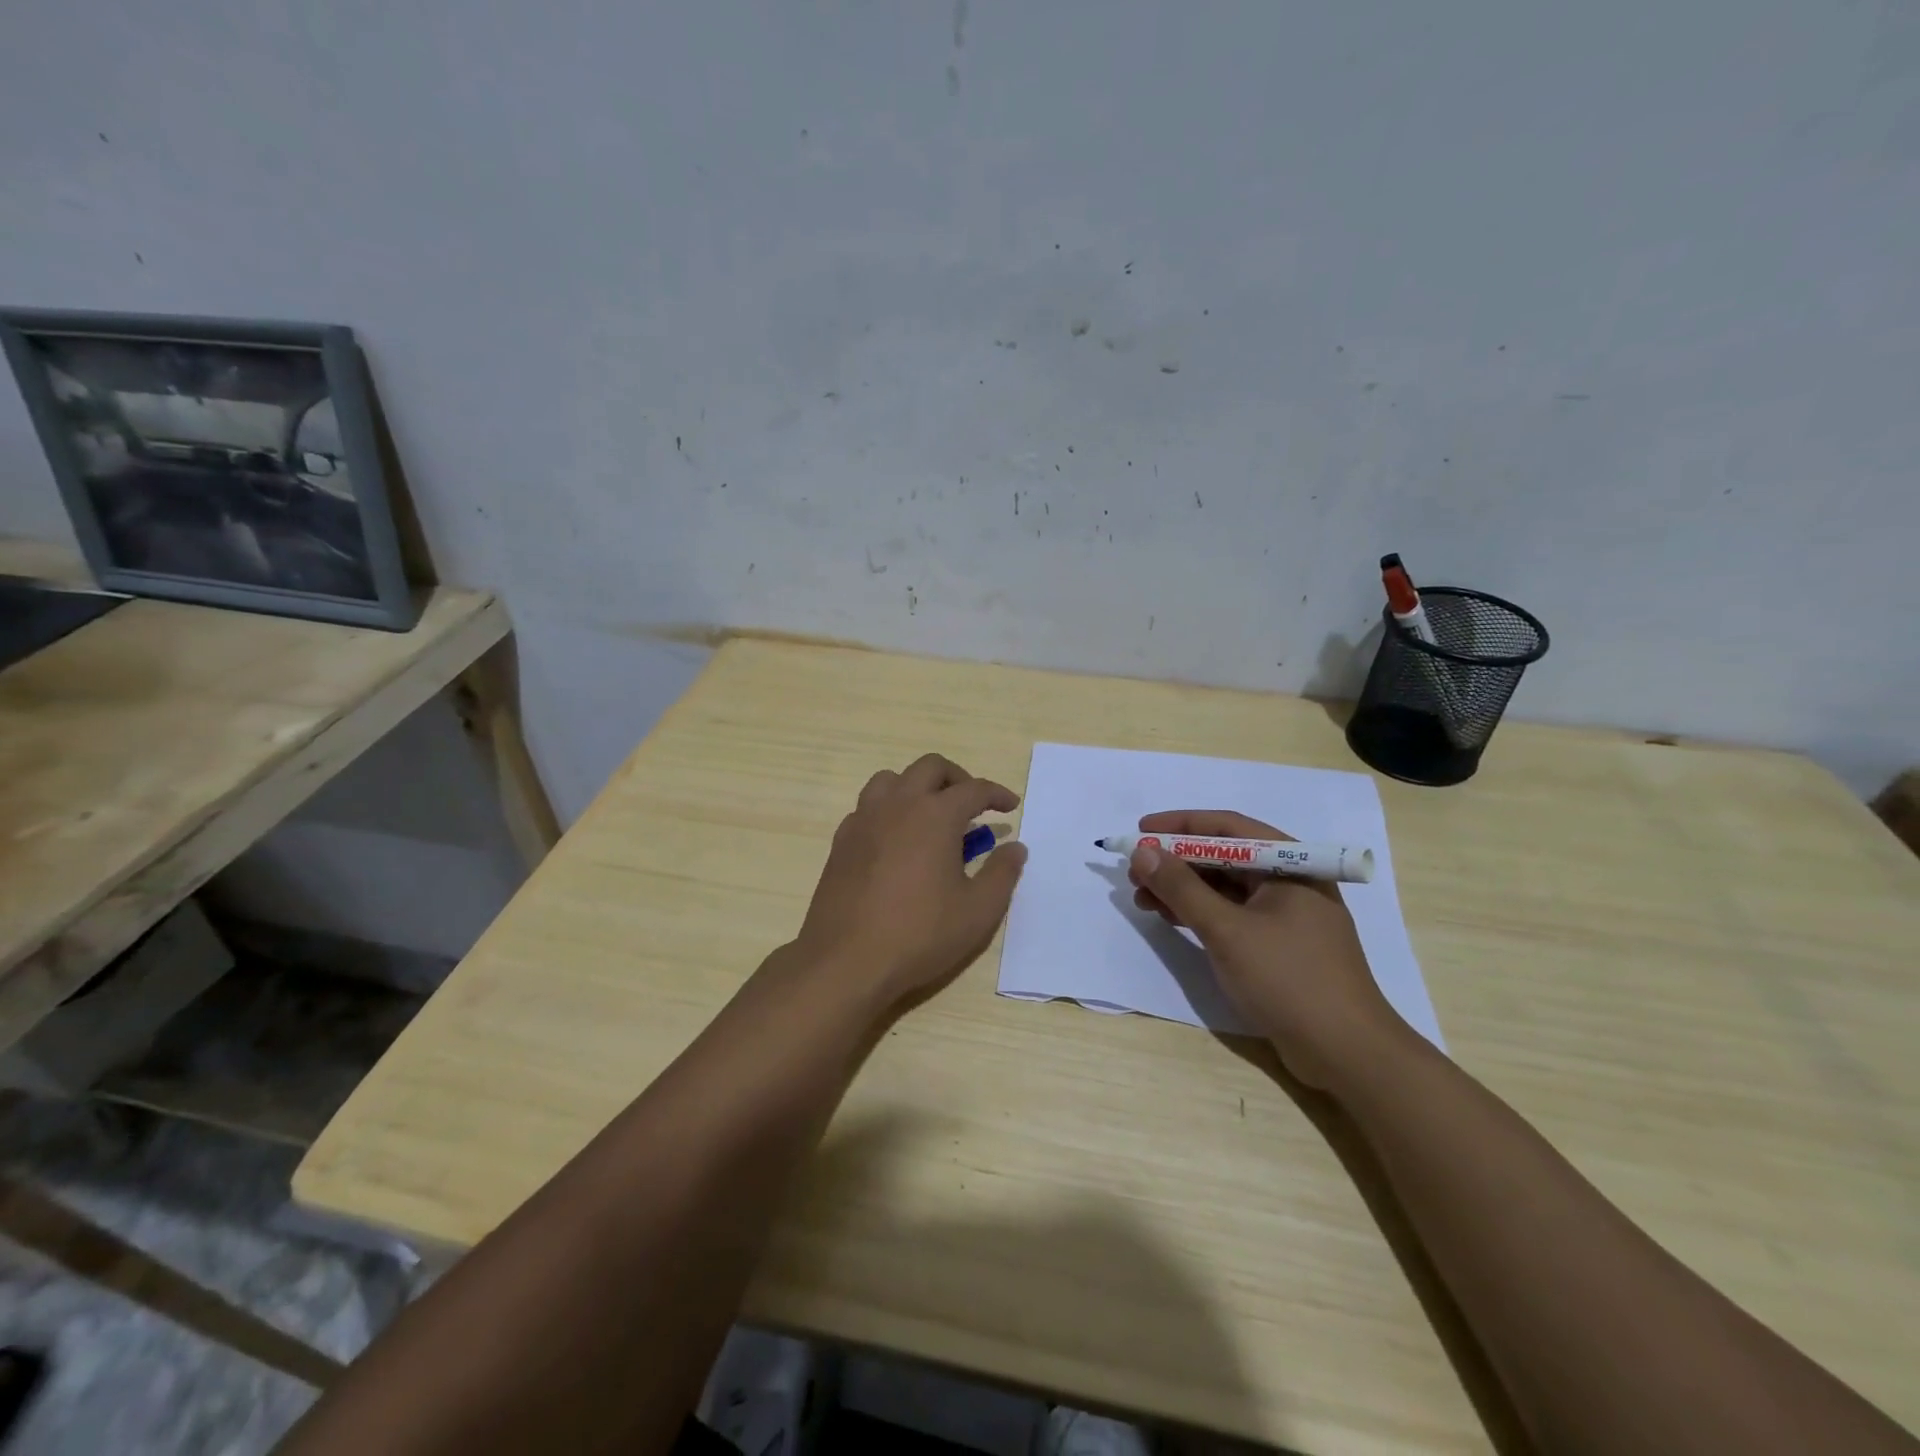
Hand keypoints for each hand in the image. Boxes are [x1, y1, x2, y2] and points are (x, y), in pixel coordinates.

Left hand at [792, 754, 1027, 1008]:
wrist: (846, 959)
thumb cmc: (919, 934)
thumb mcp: (978, 910)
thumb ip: (1002, 873)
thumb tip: (1015, 847)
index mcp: (935, 815)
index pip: (974, 789)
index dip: (997, 794)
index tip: (1010, 806)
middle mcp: (898, 805)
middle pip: (930, 768)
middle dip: (957, 778)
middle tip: (972, 805)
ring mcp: (865, 819)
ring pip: (892, 779)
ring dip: (917, 786)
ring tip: (931, 815)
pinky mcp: (842, 840)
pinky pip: (868, 806)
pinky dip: (888, 809)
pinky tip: (896, 839)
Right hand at [1127, 810, 1401, 1087]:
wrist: (1347, 1054)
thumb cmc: (1289, 979)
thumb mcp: (1227, 930)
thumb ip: (1181, 888)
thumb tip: (1142, 850)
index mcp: (1290, 864)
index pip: (1228, 828)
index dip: (1180, 825)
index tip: (1141, 828)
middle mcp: (1290, 881)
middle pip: (1224, 857)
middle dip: (1176, 861)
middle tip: (1135, 871)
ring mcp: (1285, 915)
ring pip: (1224, 888)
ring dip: (1183, 889)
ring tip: (1142, 898)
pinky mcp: (1278, 945)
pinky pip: (1231, 914)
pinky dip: (1199, 913)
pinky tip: (1171, 918)